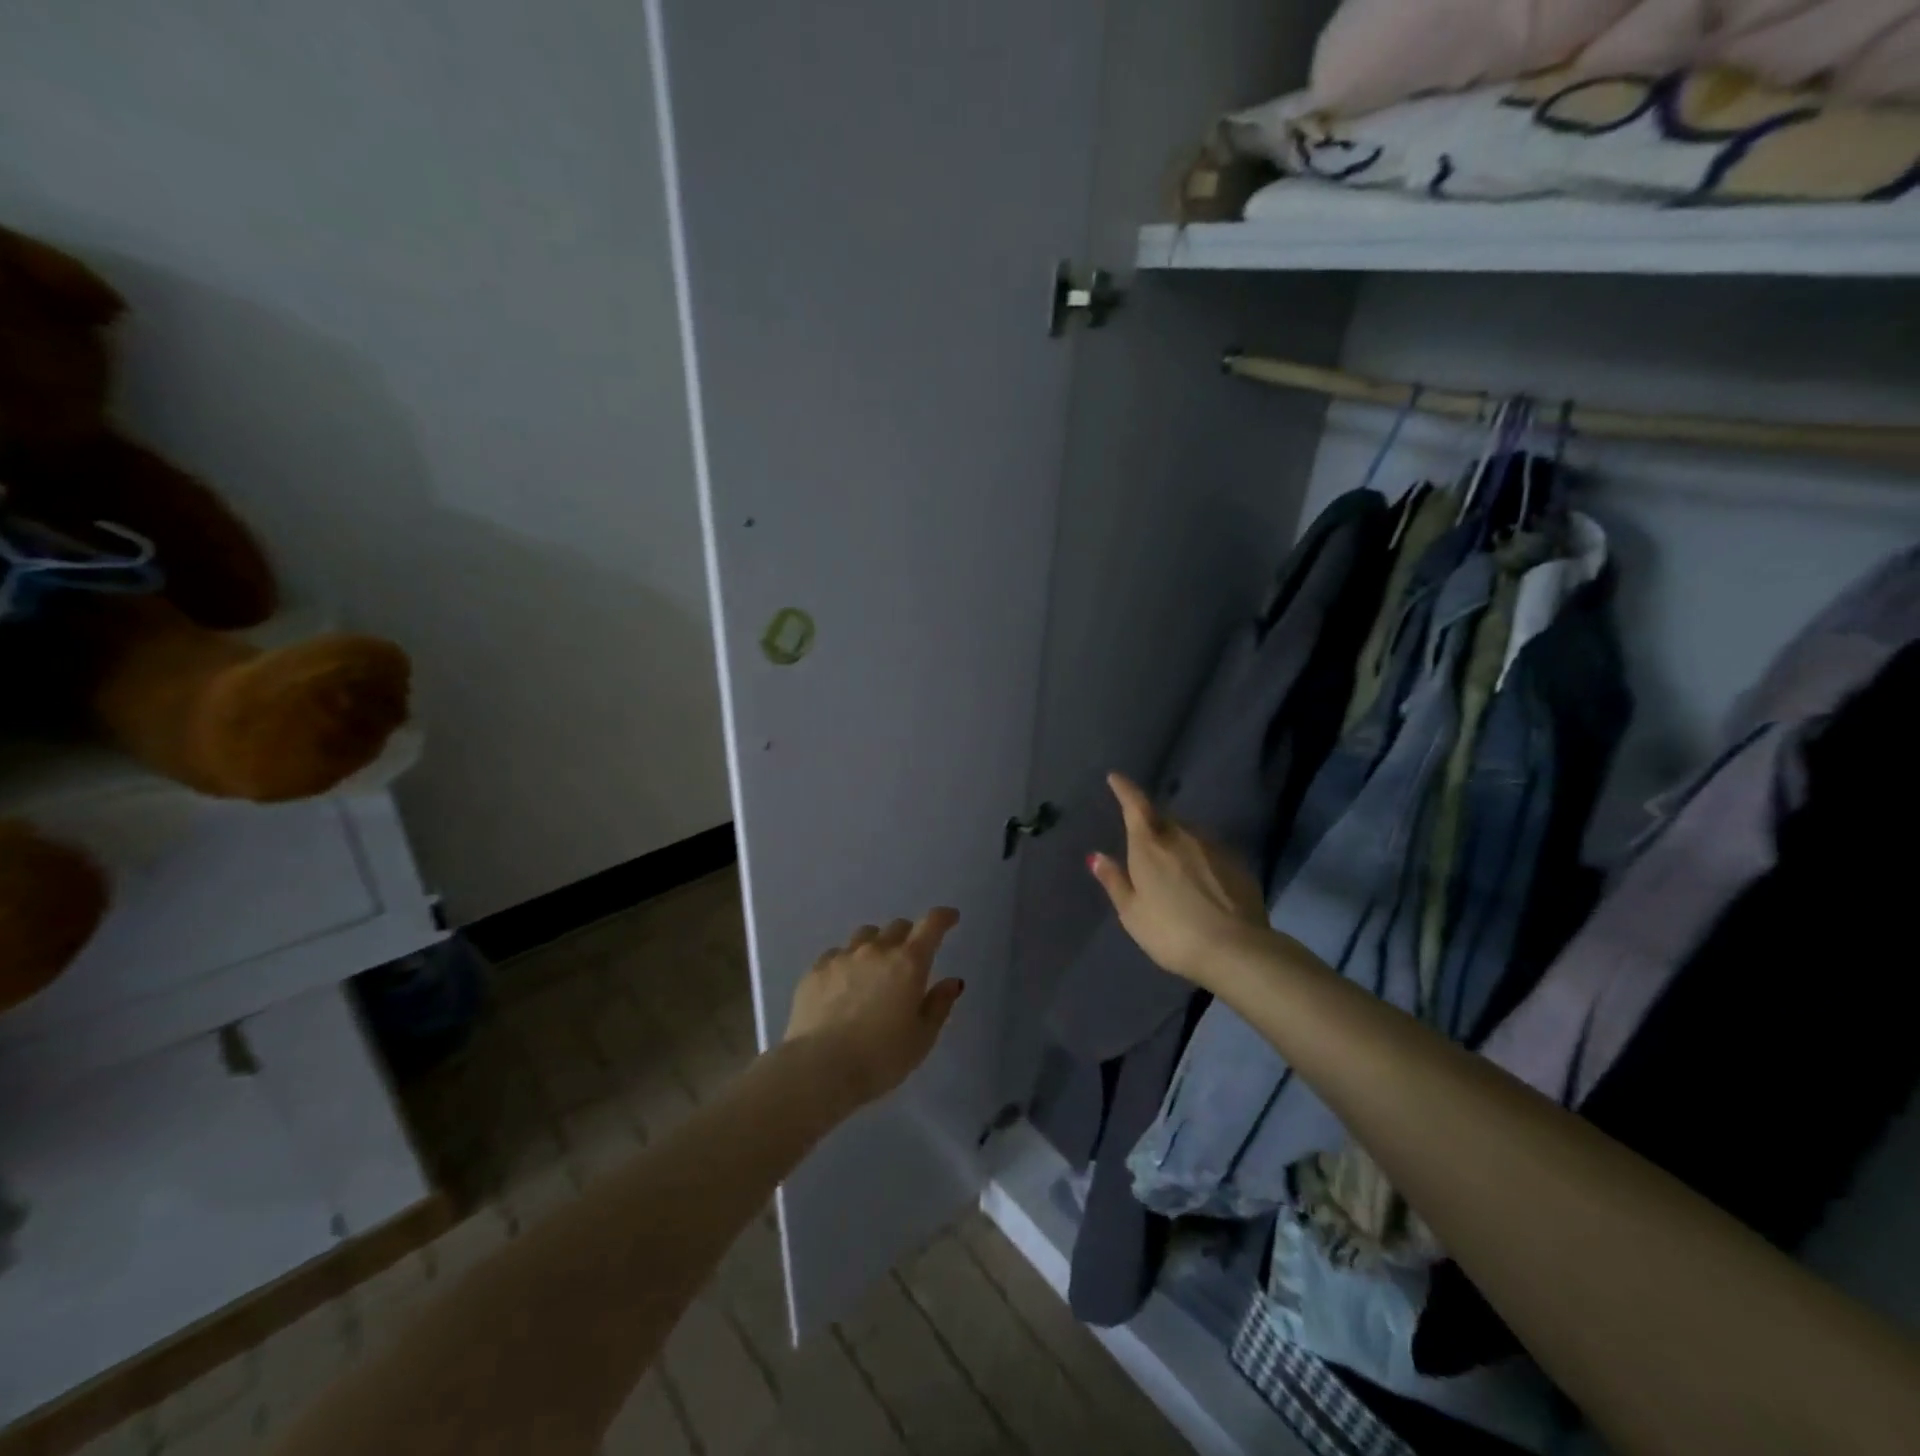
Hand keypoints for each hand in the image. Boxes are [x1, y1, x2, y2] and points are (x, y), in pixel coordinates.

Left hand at [786, 909, 965, 1107]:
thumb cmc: (880, 1058)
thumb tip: (952, 981)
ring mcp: (843, 956)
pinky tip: (843, 983)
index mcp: (908, 963)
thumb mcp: (922, 1038)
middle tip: (909, 958)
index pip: (931, 925)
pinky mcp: (815, 969)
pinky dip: (847, 962)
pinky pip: (837, 954)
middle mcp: (876, 950)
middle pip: (897, 927)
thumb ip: (939, 1005)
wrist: (819, 1068)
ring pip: (865, 935)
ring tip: (874, 968)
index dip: (943, 917)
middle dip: (908, 936)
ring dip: (876, 945)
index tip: (950, 918)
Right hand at [1088, 773, 1270, 986]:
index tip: (1116, 777)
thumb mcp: (1132, 913)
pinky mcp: (1237, 863)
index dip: (1125, 789)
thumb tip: (1096, 856)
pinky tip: (1200, 881)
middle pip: (1163, 819)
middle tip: (1144, 840)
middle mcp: (1182, 836)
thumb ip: (1114, 881)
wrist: (1236, 949)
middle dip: (1151, 822)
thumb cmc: (1172, 932)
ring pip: (1188, 833)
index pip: (1135, 805)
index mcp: (1150, 845)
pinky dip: (1199, 858)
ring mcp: (1214, 847)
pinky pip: (1210, 851)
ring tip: (1173, 865)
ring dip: (1177, 841)